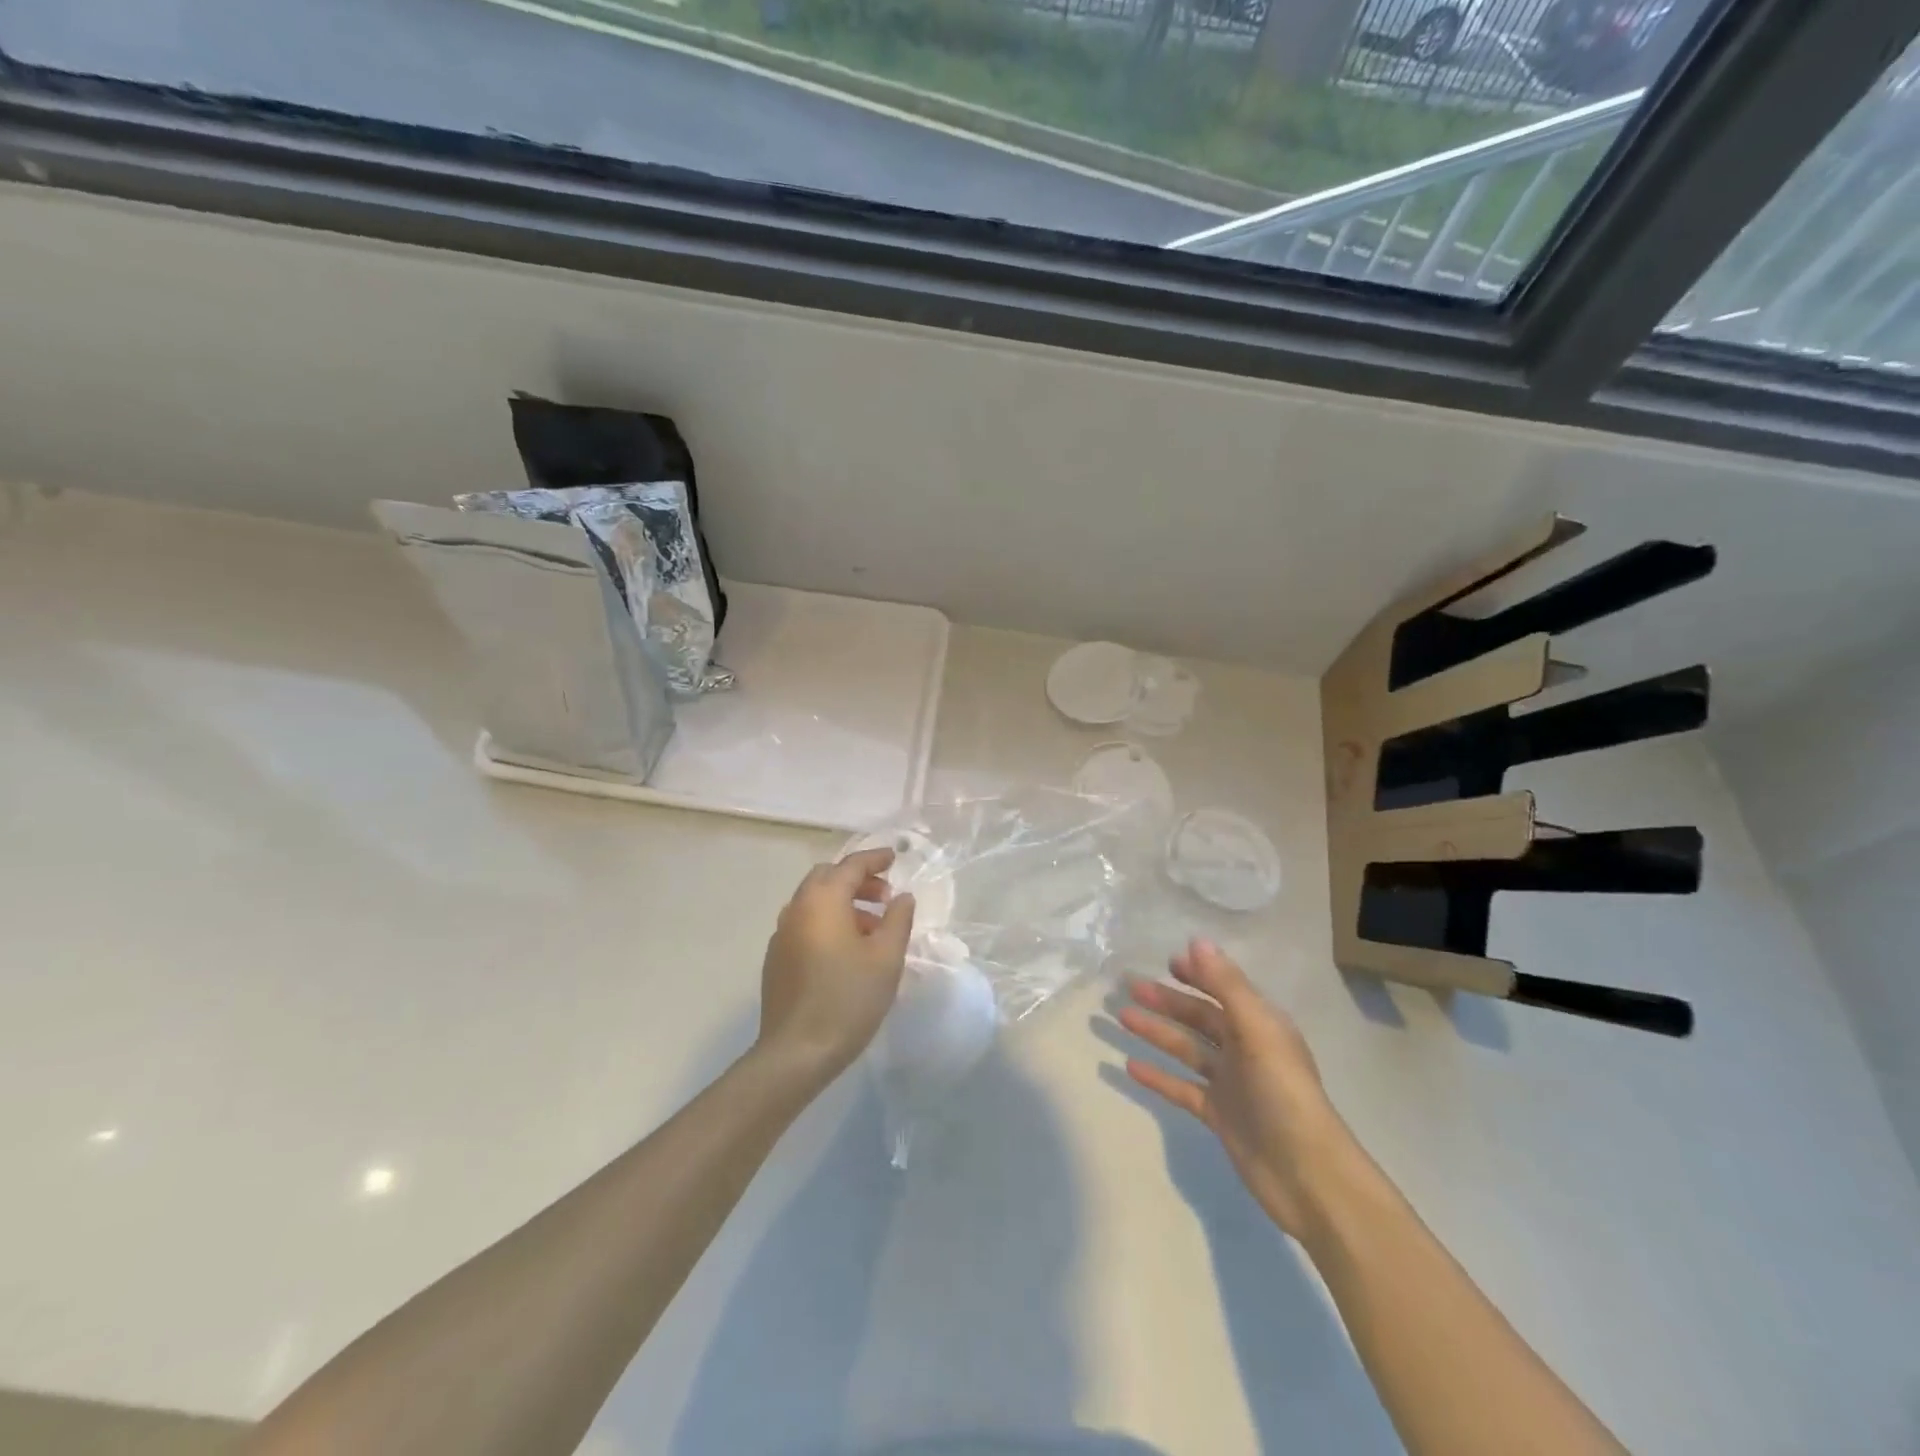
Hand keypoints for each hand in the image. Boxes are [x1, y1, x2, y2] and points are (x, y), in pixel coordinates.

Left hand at [755, 847, 915, 1083]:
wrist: (796, 1052)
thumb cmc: (848, 998)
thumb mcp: (886, 958)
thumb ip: (897, 919)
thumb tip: (902, 897)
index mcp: (822, 900)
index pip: (851, 865)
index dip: (875, 859)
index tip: (895, 857)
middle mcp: (797, 908)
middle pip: (827, 877)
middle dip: (857, 879)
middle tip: (885, 897)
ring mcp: (781, 934)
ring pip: (814, 902)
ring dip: (843, 902)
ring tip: (872, 928)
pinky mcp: (776, 958)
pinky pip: (804, 924)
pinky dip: (827, 922)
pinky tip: (846, 950)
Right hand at [1118, 939, 1349, 1239]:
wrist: (1307, 1176)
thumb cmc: (1284, 1093)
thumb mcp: (1257, 1031)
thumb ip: (1226, 986)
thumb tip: (1197, 941)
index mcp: (1260, 1025)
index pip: (1223, 990)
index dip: (1198, 974)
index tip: (1167, 963)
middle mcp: (1245, 1049)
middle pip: (1199, 1017)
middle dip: (1167, 1000)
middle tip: (1129, 986)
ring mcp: (1230, 1083)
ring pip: (1186, 1049)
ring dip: (1156, 1032)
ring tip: (1121, 1017)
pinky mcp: (1218, 1114)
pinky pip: (1181, 1087)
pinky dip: (1158, 1076)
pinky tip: (1129, 1066)